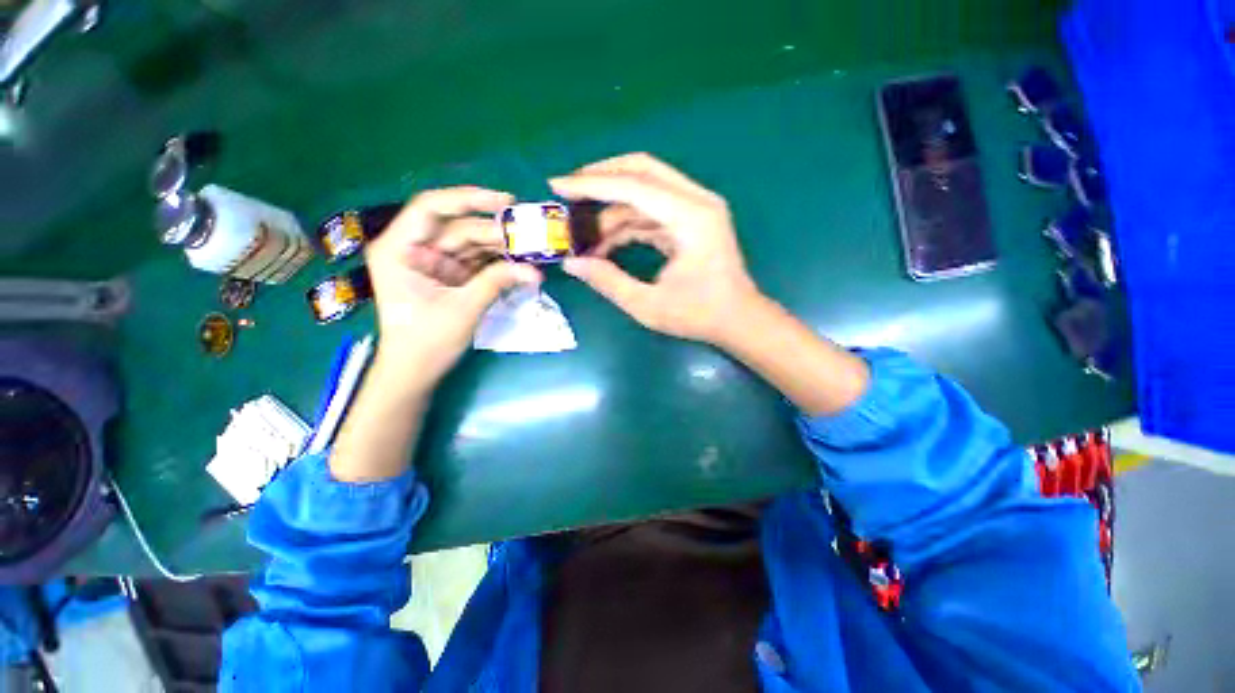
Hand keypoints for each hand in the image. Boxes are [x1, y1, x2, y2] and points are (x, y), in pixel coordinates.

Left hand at [364, 186, 540, 387]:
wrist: (416, 372)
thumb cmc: (426, 342)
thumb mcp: (463, 309)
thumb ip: (497, 282)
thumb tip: (535, 271)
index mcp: (399, 249)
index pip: (431, 208)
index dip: (468, 199)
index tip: (505, 201)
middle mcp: (414, 249)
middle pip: (457, 227)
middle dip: (494, 231)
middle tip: (529, 235)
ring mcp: (433, 263)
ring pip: (470, 244)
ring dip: (499, 247)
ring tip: (531, 249)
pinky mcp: (449, 277)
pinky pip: (476, 261)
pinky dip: (497, 263)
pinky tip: (519, 263)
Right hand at [552, 153, 761, 345]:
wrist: (739, 320)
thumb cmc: (700, 315)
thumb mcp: (648, 305)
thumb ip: (608, 281)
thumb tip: (571, 264)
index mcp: (690, 216)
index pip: (633, 185)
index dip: (591, 184)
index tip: (557, 185)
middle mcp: (696, 201)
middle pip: (642, 170)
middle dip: (601, 179)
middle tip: (568, 192)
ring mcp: (695, 209)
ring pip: (645, 191)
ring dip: (611, 209)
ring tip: (583, 235)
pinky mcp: (691, 221)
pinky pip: (652, 211)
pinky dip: (626, 224)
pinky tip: (604, 243)